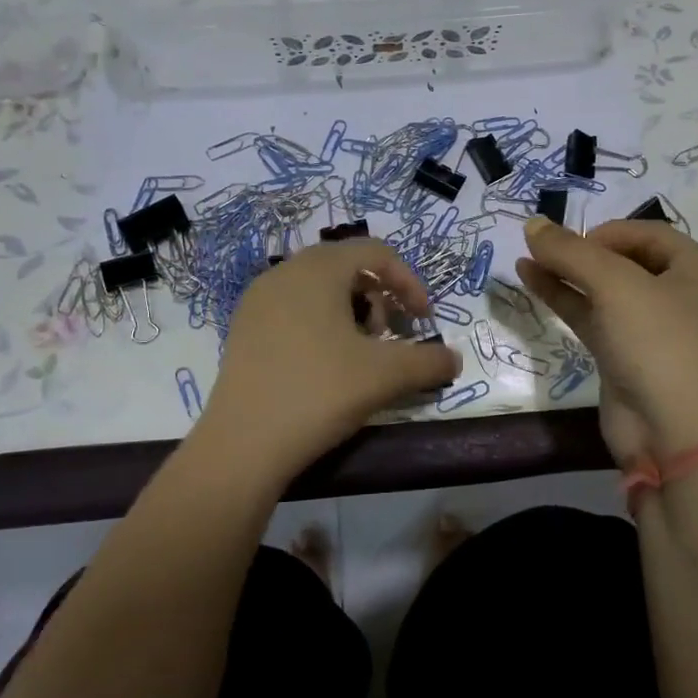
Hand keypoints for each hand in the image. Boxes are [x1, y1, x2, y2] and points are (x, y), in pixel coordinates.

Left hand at [198, 240, 460, 484]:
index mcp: (317, 269)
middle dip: (379, 298)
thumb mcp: (386, 375)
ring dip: (352, 312)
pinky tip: (326, 366)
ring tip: (360, 354)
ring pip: (319, 289)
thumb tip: (454, 361)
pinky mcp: (243, 330)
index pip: (375, 252)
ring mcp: (258, 301)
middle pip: (347, 267)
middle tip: (391, 337)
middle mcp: (284, 272)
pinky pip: (294, 309)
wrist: (243, 445)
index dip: (408, 281)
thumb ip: (429, 361)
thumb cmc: (319, 392)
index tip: (423, 321)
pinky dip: (321, 325)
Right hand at [517, 217, 697, 459]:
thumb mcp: (615, 286)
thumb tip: (531, 223)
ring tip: (525, 257)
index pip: (648, 233)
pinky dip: (564, 298)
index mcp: (697, 270)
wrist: (672, 434)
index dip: (607, 230)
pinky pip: (592, 315)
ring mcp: (650, 328)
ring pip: (603, 288)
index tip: (572, 241)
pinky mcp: (624, 354)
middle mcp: (678, 295)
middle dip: (582, 251)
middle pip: (624, 259)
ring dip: (566, 272)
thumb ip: (570, 252)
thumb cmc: (658, 344)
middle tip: (544, 247)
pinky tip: (531, 280)